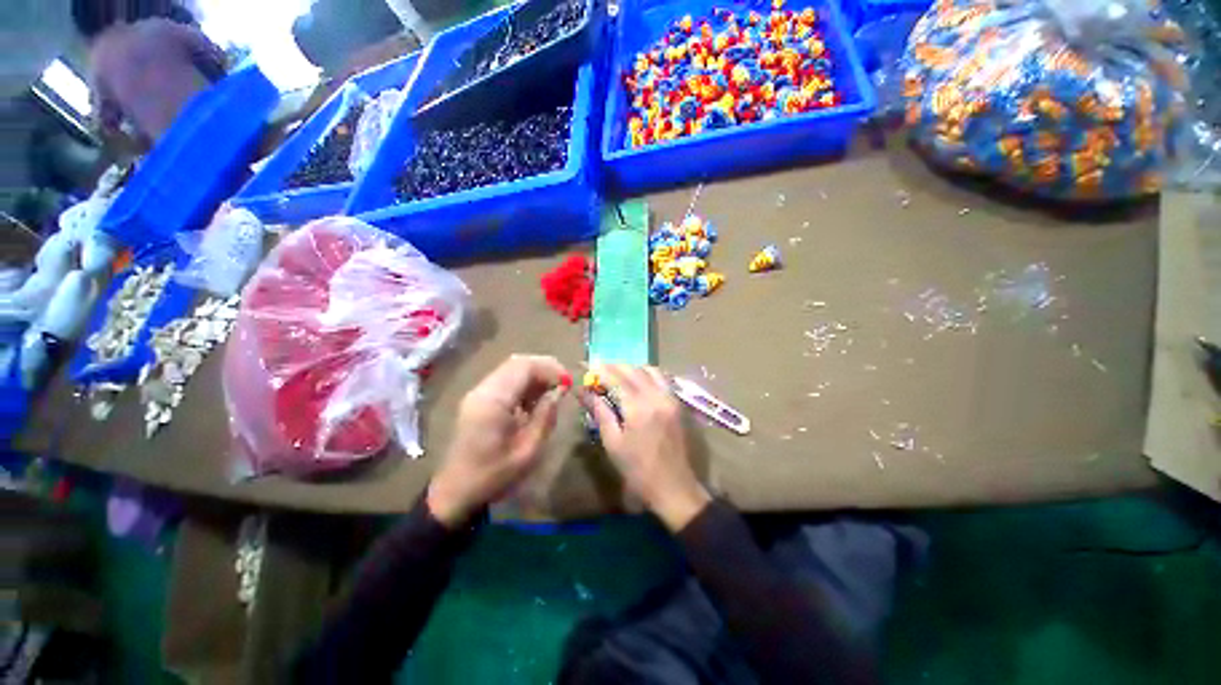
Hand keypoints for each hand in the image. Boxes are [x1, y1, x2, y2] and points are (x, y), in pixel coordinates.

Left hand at [427, 355, 569, 526]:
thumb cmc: (494, 475)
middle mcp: (483, 390)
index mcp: (493, 401)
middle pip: (517, 363)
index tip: (568, 381)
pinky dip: (523, 384)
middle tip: (562, 383)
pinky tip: (534, 401)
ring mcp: (478, 393)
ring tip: (551, 392)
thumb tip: (558, 392)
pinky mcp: (478, 400)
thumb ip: (545, 416)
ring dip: (534, 376)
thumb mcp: (529, 450)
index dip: (550, 368)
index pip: (524, 367)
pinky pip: (504, 381)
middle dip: (544, 368)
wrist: (456, 492)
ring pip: (511, 370)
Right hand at [579, 365, 710, 530]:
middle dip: (613, 366)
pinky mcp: (677, 403)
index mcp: (638, 407)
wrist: (674, 486)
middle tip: (598, 370)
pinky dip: (647, 374)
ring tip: (617, 376)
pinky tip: (637, 382)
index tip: (585, 365)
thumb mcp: (613, 443)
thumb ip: (600, 412)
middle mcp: (656, 396)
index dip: (599, 370)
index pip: (616, 378)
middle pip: (633, 369)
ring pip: (649, 370)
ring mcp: (669, 398)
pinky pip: (661, 379)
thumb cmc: (638, 469)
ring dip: (631, 368)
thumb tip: (584, 392)